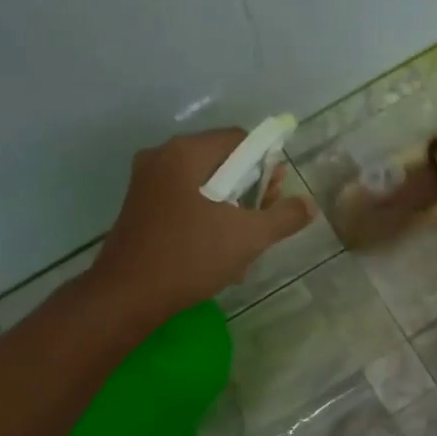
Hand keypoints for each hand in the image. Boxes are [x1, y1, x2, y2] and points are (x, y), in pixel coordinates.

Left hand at [91, 128, 314, 321]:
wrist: (127, 295)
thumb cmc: (190, 256)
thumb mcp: (248, 237)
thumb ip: (284, 216)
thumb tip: (309, 204)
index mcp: (187, 152)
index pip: (240, 140)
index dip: (266, 164)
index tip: (277, 195)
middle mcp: (163, 157)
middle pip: (221, 161)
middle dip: (250, 189)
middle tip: (265, 221)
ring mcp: (146, 182)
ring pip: (204, 185)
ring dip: (230, 209)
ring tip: (243, 244)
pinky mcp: (139, 207)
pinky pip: (184, 200)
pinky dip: (205, 217)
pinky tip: (216, 250)